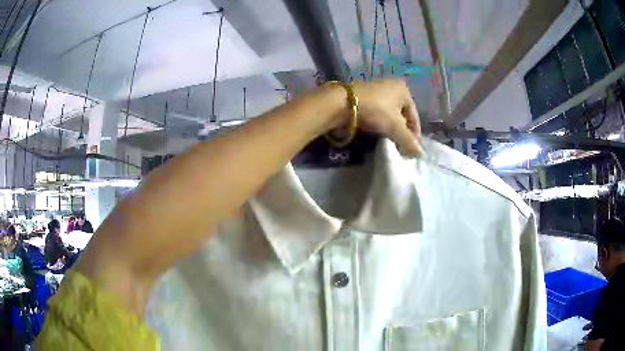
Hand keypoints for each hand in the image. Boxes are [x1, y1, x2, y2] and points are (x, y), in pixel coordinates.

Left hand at [352, 79, 421, 156]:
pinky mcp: (365, 96)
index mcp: (404, 90)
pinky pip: (378, 112)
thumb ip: (409, 141)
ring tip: (391, 141)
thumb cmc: (375, 110)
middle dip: (403, 131)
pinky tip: (378, 132)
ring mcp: (377, 90)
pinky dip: (381, 123)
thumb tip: (420, 154)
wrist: (342, 102)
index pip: (414, 116)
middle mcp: (392, 86)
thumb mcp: (395, 127)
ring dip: (391, 128)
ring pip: (390, 114)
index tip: (413, 149)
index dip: (415, 134)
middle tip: (402, 147)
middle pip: (402, 115)